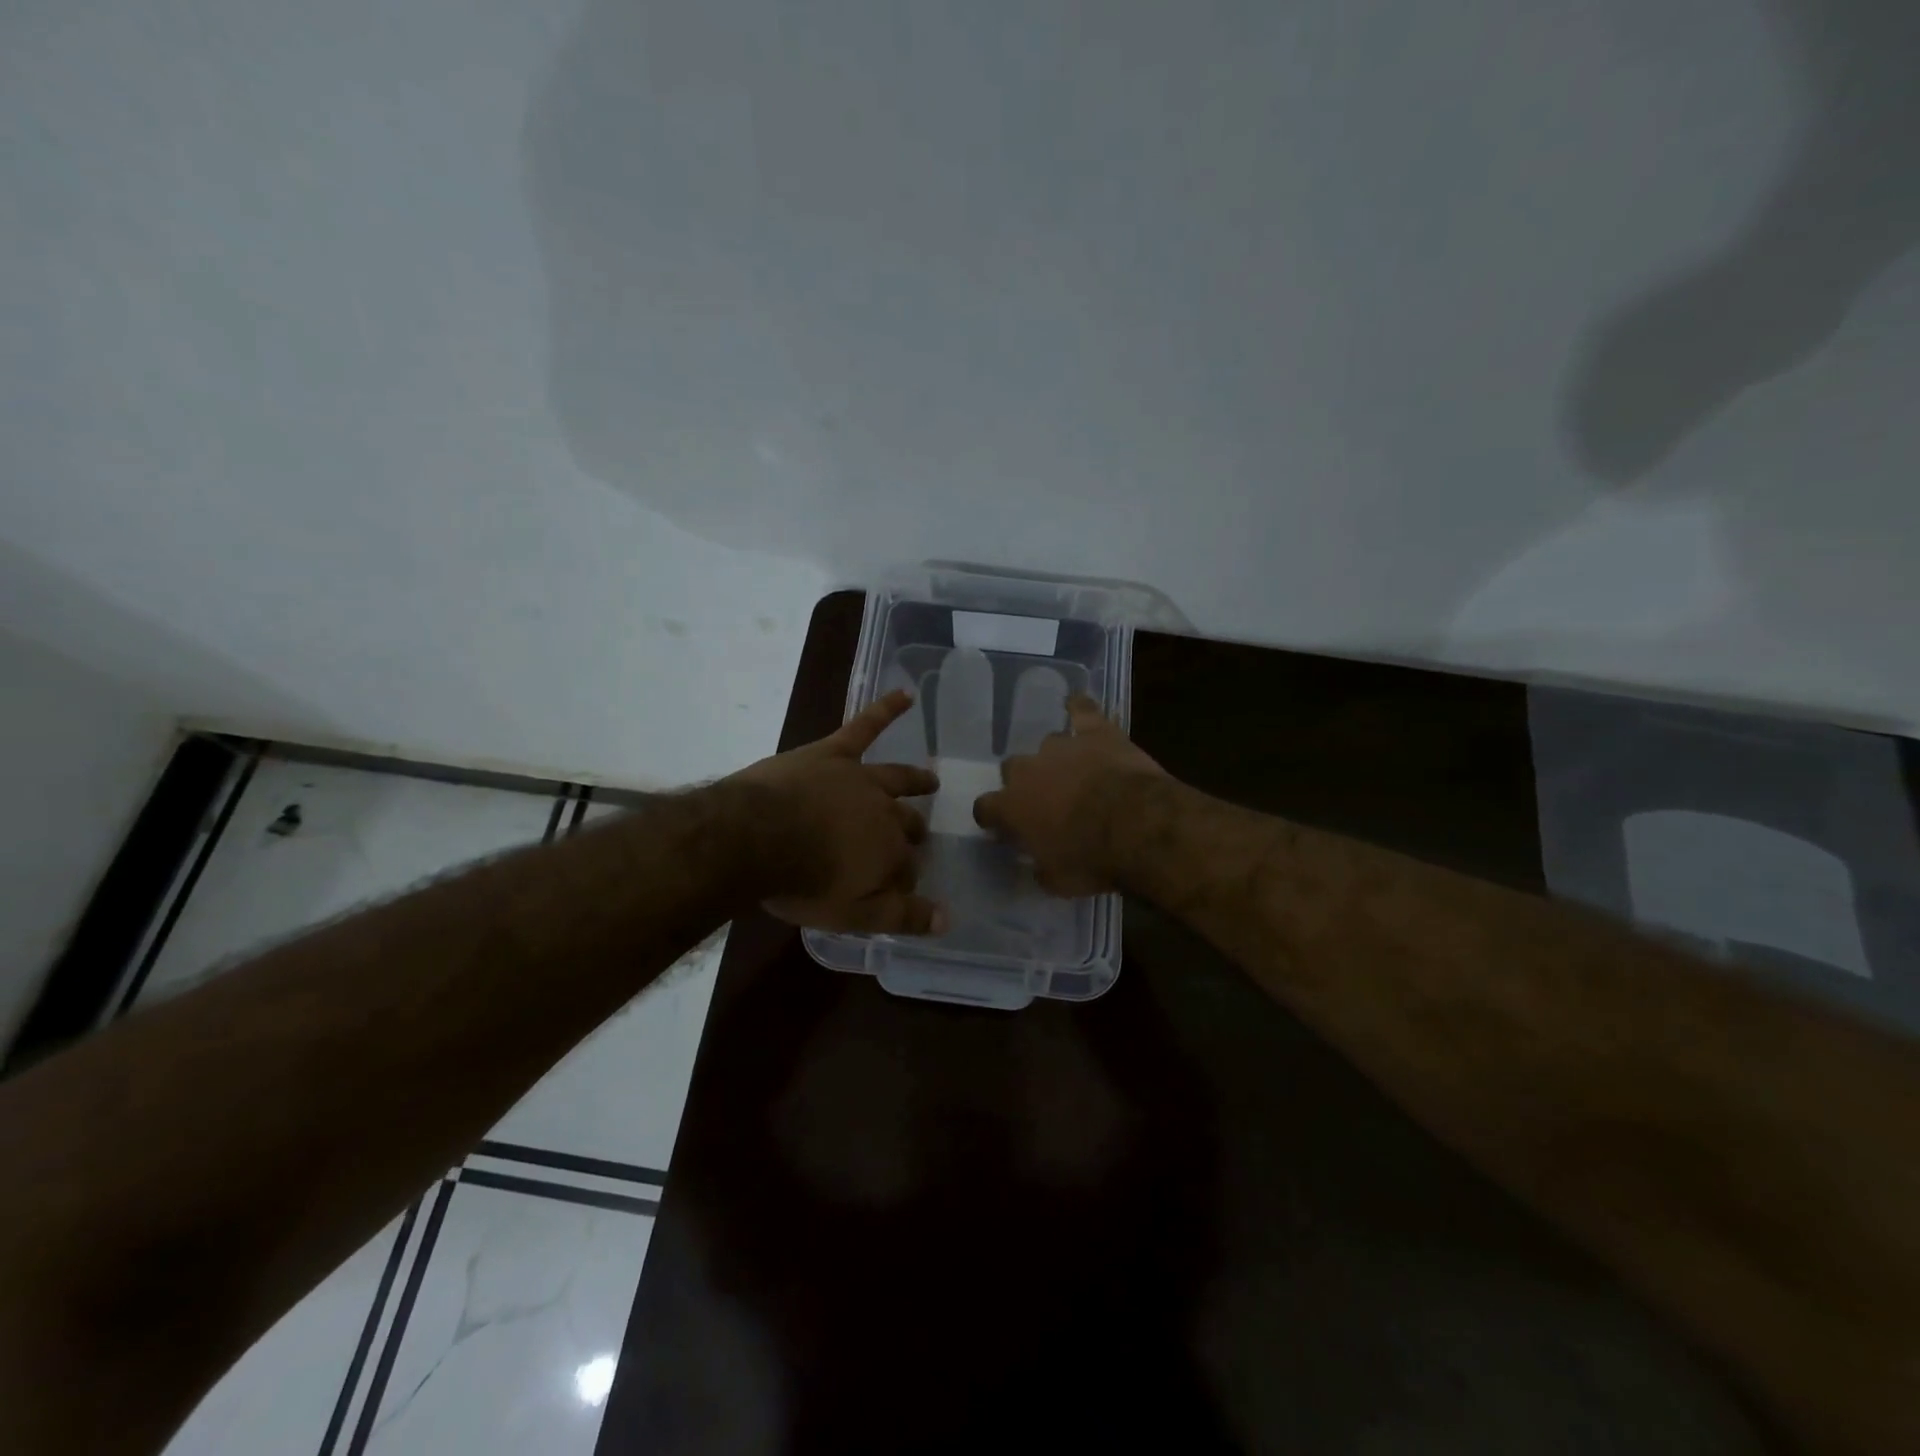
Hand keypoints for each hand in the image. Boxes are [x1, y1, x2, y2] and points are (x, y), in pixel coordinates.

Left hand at [729, 689, 947, 934]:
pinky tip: (906, 694)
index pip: (907, 869)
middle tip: (915, 838)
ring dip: (916, 780)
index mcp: (890, 852)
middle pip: (906, 824)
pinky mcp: (833, 753)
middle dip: (913, 833)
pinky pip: (864, 726)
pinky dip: (886, 709)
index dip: (902, 881)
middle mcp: (885, 812)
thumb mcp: (851, 914)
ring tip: (930, 780)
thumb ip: (900, 917)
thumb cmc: (800, 881)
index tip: (895, 890)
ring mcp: (860, 778)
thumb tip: (947, 921)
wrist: (753, 838)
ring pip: (896, 778)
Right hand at [972, 694, 1168, 895]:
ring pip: (1047, 744)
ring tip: (1075, 771)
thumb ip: (1041, 869)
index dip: (994, 817)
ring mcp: (1060, 746)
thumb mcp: (1058, 882)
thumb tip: (1038, 866)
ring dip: (1057, 758)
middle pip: (1012, 768)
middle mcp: (1027, 771)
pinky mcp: (1094, 731)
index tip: (1003, 827)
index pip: (985, 808)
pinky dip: (1079, 708)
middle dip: (1026, 782)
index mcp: (1011, 808)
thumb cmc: (1091, 860)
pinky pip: (1082, 710)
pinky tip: (1078, 705)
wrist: (1135, 826)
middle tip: (1046, 800)